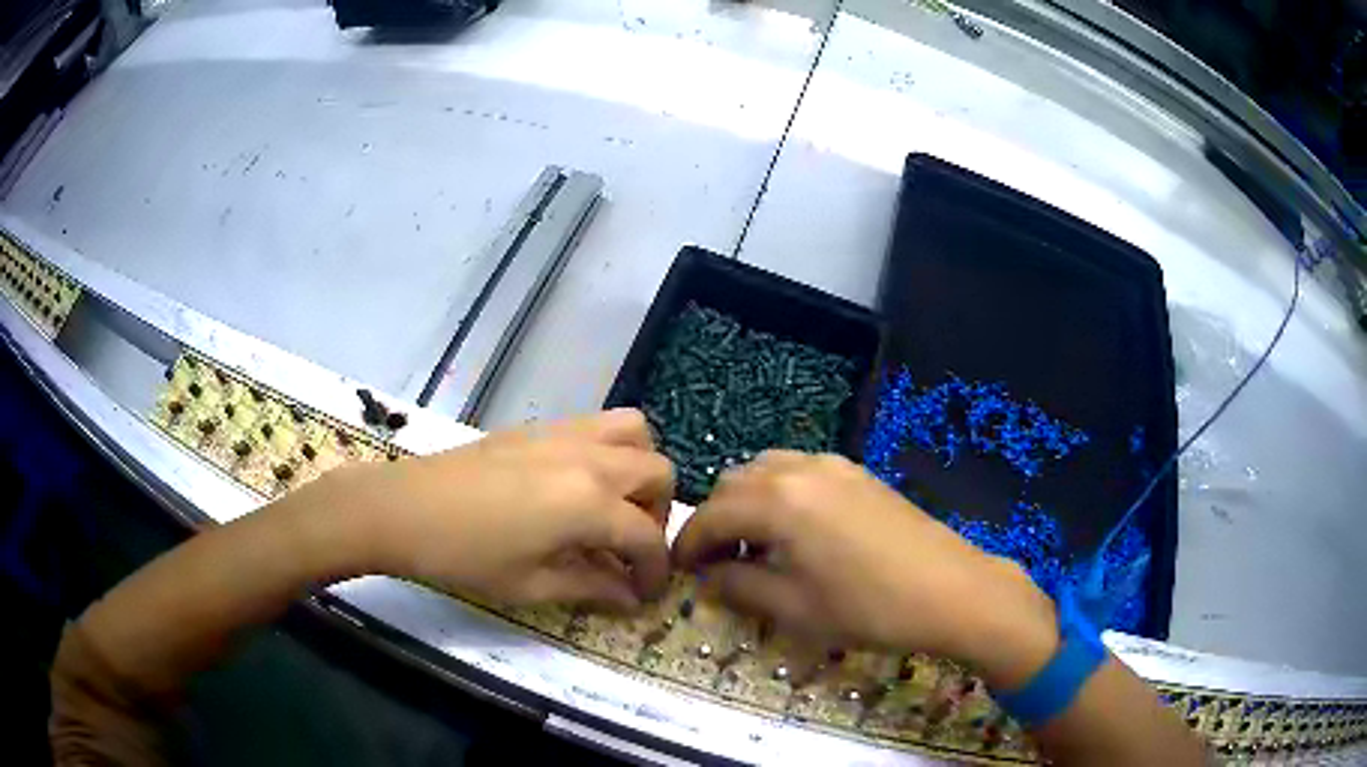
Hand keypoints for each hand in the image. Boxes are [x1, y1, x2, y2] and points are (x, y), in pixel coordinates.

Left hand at [331, 409, 673, 610]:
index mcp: (590, 503)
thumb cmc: (465, 556)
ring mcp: (565, 434)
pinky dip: (610, 451)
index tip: (646, 594)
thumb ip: (591, 586)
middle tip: (628, 549)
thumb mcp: (531, 585)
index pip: (648, 536)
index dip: (656, 570)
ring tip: (613, 506)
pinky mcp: (539, 427)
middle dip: (657, 516)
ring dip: (640, 470)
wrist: (403, 509)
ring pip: (636, 433)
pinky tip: (575, 487)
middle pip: (658, 473)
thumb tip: (630, 596)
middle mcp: (590, 459)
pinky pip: (598, 425)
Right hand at [673, 451, 1058, 688]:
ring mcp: (834, 465)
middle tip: (717, 563)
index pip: (711, 515)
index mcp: (778, 501)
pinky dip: (780, 494)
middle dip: (716, 520)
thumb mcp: (795, 608)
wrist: (951, 590)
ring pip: (767, 470)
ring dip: (748, 503)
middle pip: (734, 483)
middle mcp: (800, 469)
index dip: (688, 543)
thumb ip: (740, 587)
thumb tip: (709, 578)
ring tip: (756, 547)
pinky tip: (796, 532)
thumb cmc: (868, 607)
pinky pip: (800, 471)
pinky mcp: (859, 473)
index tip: (678, 570)